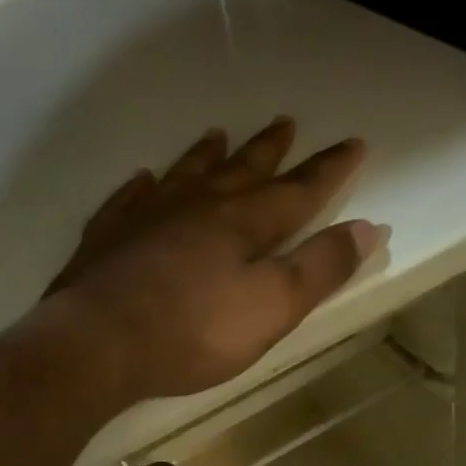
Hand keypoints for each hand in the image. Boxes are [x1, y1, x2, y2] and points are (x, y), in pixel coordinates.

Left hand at [44, 119, 374, 402]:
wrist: (98, 342)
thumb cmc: (191, 331)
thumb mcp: (271, 308)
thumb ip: (320, 268)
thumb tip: (368, 229)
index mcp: (242, 223)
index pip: (297, 190)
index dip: (328, 170)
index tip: (352, 144)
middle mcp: (196, 207)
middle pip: (239, 171)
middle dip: (267, 150)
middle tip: (284, 122)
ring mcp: (145, 217)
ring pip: (184, 175)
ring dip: (205, 156)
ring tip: (217, 135)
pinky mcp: (105, 237)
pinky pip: (127, 199)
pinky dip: (140, 187)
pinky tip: (143, 180)